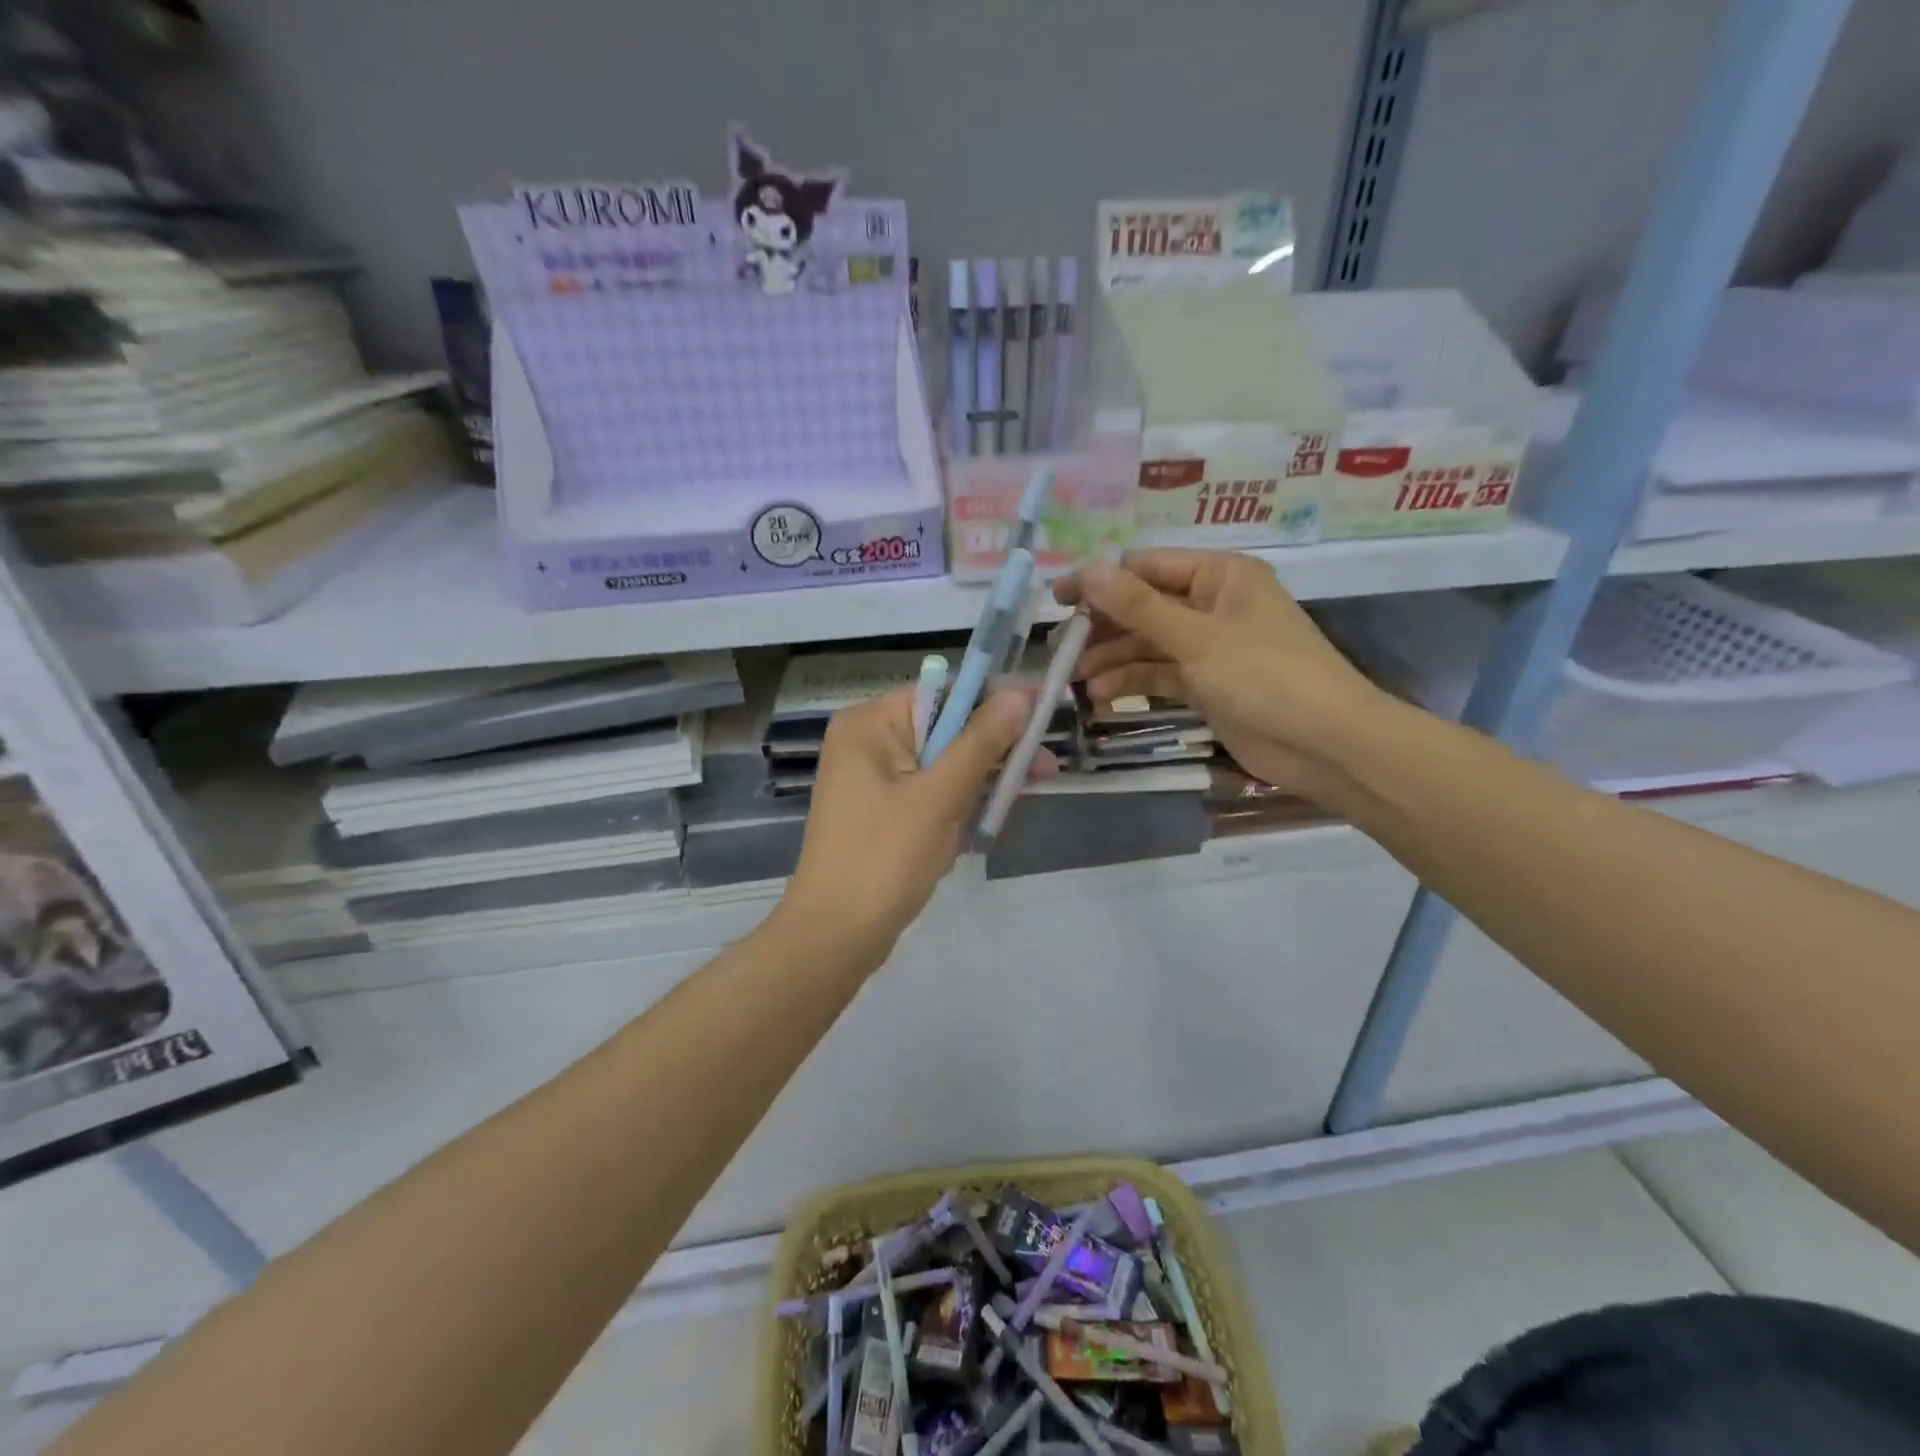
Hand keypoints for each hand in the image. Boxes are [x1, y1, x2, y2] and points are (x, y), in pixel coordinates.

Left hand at [776, 684, 1035, 972]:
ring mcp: (870, 780)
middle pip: (944, 729)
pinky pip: (927, 793)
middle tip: (1045, 770)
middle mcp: (866, 742)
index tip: (1040, 717)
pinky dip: (956, 805)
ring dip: (978, 783)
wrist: (836, 935)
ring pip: (940, 765)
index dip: (994, 703)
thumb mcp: (941, 795)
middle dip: (991, 752)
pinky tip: (980, 824)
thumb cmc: (887, 857)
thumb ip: (982, 741)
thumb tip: (1020, 692)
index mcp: (870, 724)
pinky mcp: (879, 812)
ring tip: (1013, 804)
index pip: (943, 693)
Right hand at [1055, 549, 1387, 799]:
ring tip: (1074, 679)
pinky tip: (1102, 696)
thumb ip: (1139, 607)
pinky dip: (1133, 682)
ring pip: (1148, 645)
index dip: (1100, 582)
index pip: (1146, 567)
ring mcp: (1209, 647)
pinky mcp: (1207, 685)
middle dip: (1102, 627)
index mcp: (1219, 576)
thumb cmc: (1265, 676)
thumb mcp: (1196, 638)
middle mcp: (1212, 605)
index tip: (1057, 601)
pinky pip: (1161, 675)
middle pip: (1143, 607)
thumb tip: (1089, 570)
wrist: (1325, 744)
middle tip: (1059, 649)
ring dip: (1112, 659)